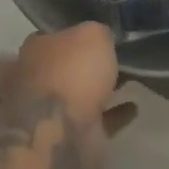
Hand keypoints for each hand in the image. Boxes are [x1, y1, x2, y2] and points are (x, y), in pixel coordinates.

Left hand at [16, 22, 135, 168]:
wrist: (62, 133)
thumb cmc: (72, 73)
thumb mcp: (92, 34)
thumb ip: (98, 32)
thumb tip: (100, 38)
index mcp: (35, 49)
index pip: (53, 34)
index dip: (74, 32)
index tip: (97, 33)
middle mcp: (37, 78)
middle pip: (66, 66)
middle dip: (86, 63)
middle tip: (116, 56)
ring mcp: (51, 111)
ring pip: (80, 94)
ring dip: (102, 89)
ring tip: (129, 78)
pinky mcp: (69, 136)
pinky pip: (97, 120)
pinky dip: (114, 114)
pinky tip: (133, 107)